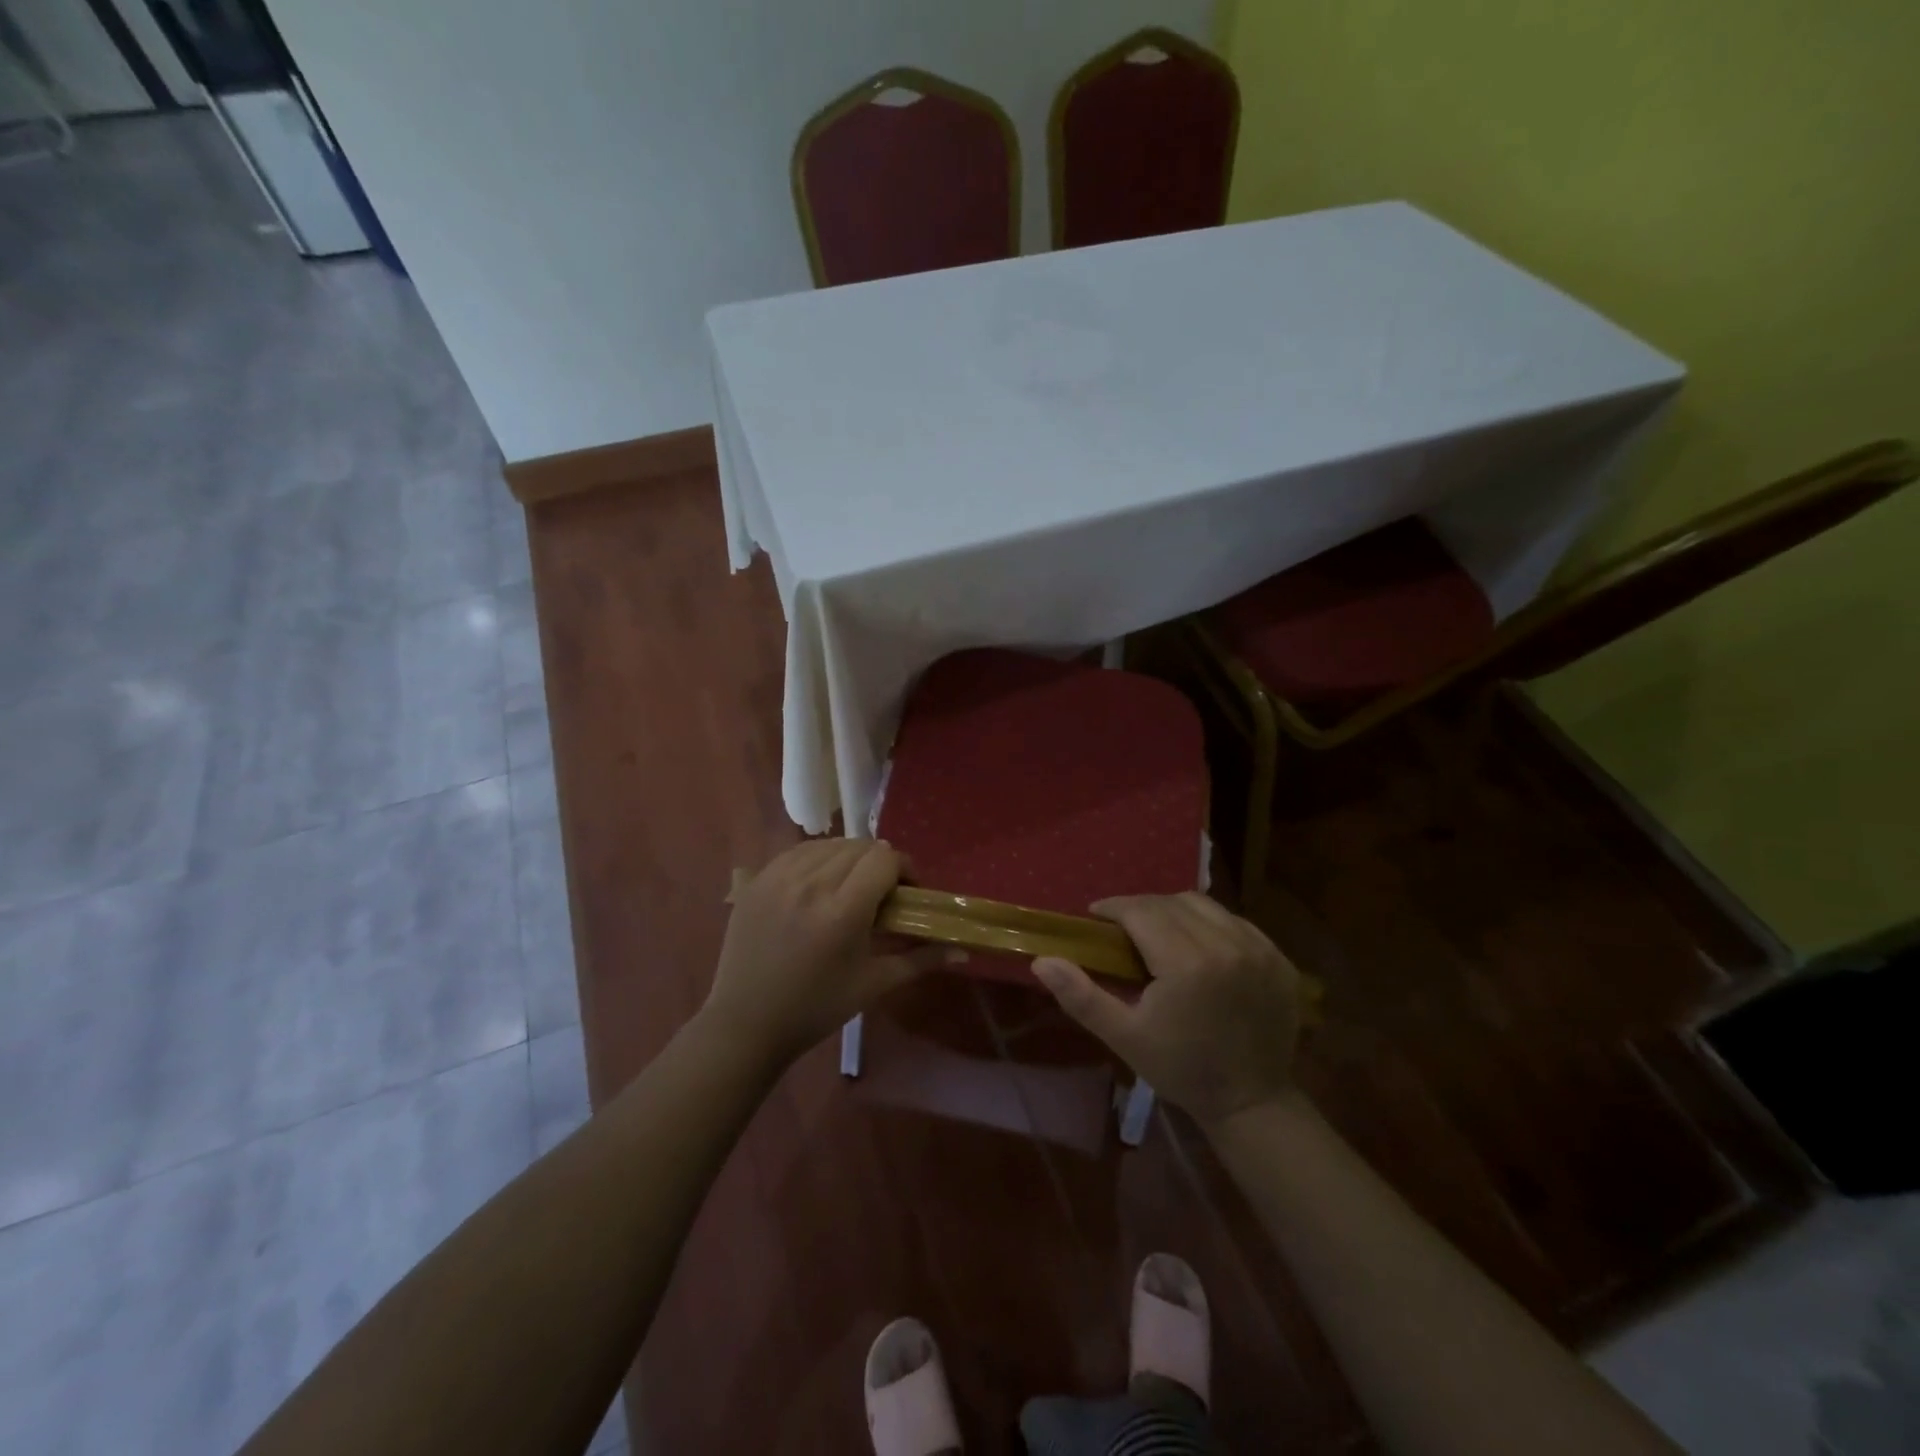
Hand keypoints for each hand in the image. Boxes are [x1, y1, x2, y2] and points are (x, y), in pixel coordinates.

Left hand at [700, 839, 945, 1064]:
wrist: (746, 1023)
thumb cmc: (816, 1009)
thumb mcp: (873, 985)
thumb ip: (921, 960)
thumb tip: (964, 950)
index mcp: (842, 911)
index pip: (884, 859)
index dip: (904, 869)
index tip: (908, 892)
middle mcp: (811, 884)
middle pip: (860, 847)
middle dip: (880, 864)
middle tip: (882, 894)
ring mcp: (779, 877)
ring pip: (830, 844)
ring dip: (849, 858)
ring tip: (850, 887)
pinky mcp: (757, 879)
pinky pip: (799, 851)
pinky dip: (818, 859)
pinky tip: (819, 883)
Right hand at [1032, 892, 1300, 1125]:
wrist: (1252, 1100)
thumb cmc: (1180, 1069)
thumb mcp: (1124, 1036)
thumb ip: (1081, 995)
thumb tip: (1042, 960)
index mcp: (1187, 963)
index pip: (1141, 911)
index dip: (1113, 908)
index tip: (1096, 917)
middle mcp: (1226, 945)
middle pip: (1170, 903)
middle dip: (1140, 908)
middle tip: (1122, 929)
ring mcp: (1258, 949)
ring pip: (1203, 905)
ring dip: (1174, 910)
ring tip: (1158, 933)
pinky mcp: (1278, 958)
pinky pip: (1234, 921)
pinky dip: (1209, 924)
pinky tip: (1197, 946)